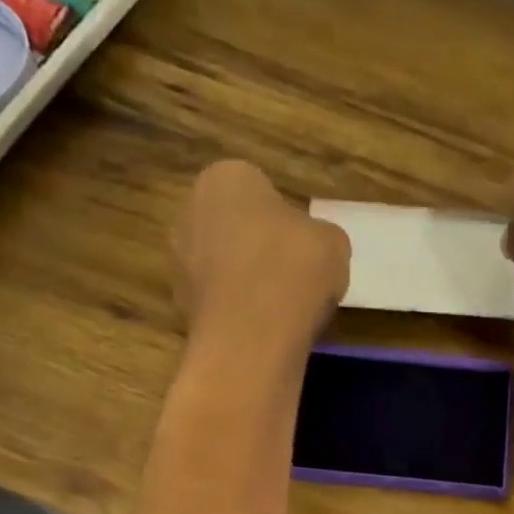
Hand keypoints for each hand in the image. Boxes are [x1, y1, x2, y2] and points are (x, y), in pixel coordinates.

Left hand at [175, 161, 350, 358]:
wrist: (255, 335)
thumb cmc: (294, 269)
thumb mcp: (333, 243)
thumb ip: (320, 237)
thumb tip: (314, 248)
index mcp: (225, 177)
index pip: (260, 191)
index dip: (286, 222)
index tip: (304, 249)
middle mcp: (191, 211)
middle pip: (235, 228)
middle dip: (259, 249)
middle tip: (293, 278)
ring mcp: (180, 261)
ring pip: (225, 267)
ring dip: (246, 283)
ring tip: (280, 310)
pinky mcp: (182, 306)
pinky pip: (220, 302)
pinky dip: (238, 313)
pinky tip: (262, 330)